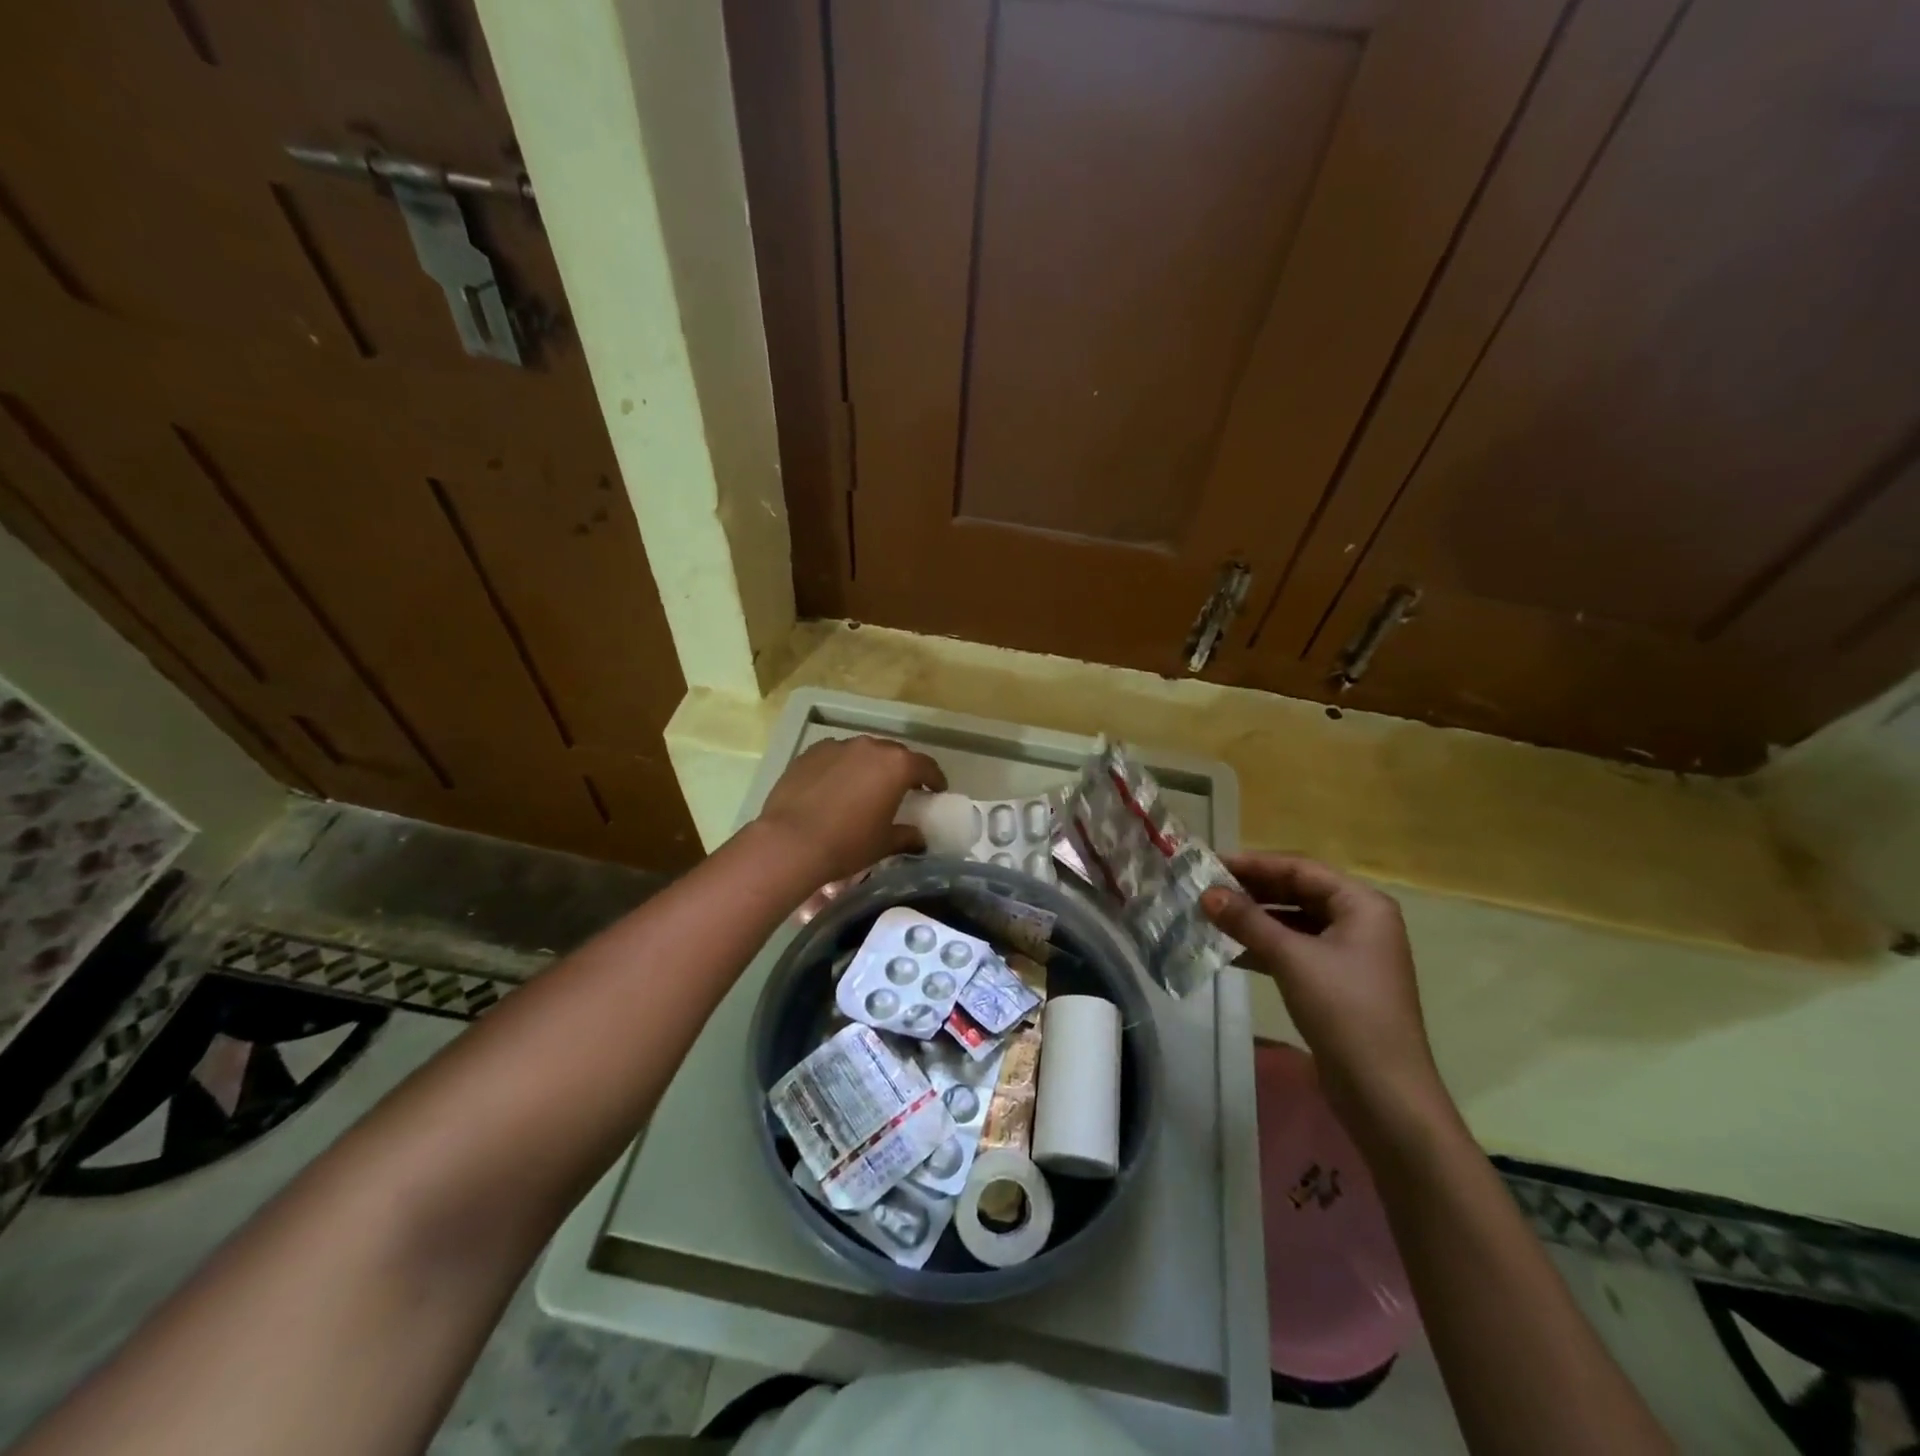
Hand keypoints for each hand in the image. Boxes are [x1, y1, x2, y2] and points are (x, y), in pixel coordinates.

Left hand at [755, 735, 945, 884]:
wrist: (790, 841)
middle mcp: (869, 748)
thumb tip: (919, 838)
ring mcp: (838, 747)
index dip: (934, 779)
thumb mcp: (883, 844)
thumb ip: (907, 836)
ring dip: (869, 766)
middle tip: (902, 789)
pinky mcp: (810, 753)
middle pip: (894, 754)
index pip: (926, 766)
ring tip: (864, 787)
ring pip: (862, 752)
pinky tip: (834, 787)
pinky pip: (835, 756)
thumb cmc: (847, 843)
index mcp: (896, 766)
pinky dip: (841, 767)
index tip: (936, 790)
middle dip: (901, 770)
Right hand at [1202, 854, 1445, 1131]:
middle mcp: (1360, 921)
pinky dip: (1264, 946)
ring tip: (1209, 916)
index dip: (1253, 864)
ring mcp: (1350, 953)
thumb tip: (1207, 894)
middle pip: (1297, 892)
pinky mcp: (1337, 982)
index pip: (1299, 869)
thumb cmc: (1345, 1011)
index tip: (1210, 864)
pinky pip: (1295, 949)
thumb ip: (1247, 921)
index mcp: (1362, 904)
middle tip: (1205, 889)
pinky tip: (1229, 950)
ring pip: (1293, 922)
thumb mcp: (1292, 959)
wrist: (1384, 1093)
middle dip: (1251, 891)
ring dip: (1253, 920)